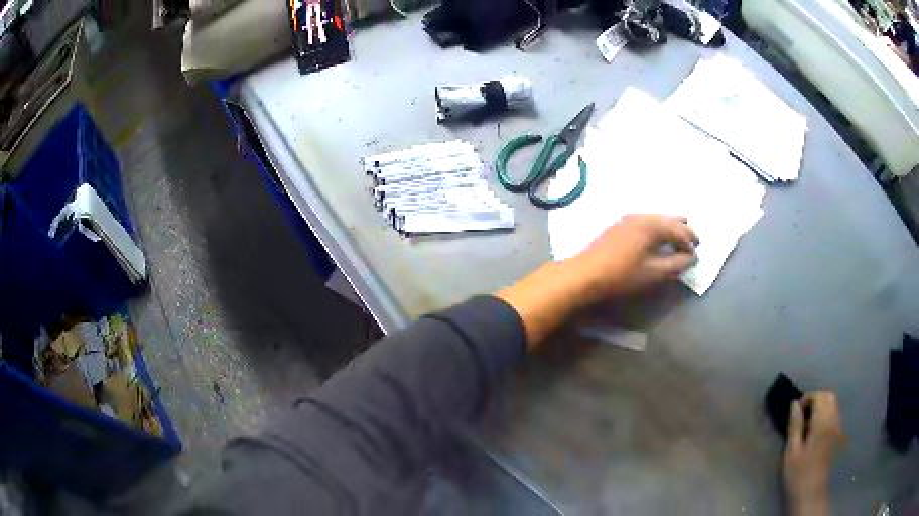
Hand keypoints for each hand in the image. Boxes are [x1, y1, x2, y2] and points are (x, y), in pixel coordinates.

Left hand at [572, 214, 698, 301]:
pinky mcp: (619, 225)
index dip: (690, 240)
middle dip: (682, 229)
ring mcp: (628, 219)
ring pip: (656, 218)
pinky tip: (656, 236)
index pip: (678, 230)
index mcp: (652, 225)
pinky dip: (656, 227)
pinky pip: (645, 221)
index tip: (698, 251)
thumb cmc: (622, 275)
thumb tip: (692, 258)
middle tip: (693, 239)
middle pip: (668, 219)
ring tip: (678, 235)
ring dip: (669, 226)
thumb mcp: (653, 273)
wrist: (585, 273)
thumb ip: (675, 264)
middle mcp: (642, 216)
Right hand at [783, 392, 844, 515]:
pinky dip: (825, 415)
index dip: (807, 398)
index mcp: (822, 423)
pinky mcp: (837, 436)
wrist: (811, 493)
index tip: (795, 411)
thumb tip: (794, 405)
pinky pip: (834, 415)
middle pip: (829, 397)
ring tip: (807, 424)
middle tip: (801, 414)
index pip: (819, 397)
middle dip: (816, 399)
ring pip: (833, 405)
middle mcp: (834, 421)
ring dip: (821, 407)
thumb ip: (795, 426)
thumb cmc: (799, 474)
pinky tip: (814, 432)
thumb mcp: (792, 452)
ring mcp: (837, 428)